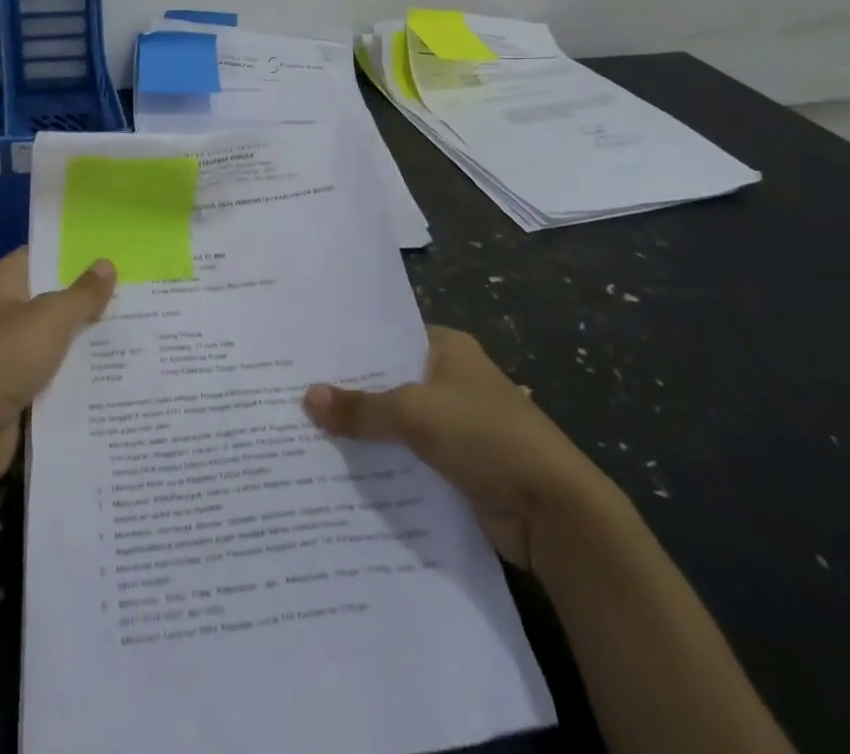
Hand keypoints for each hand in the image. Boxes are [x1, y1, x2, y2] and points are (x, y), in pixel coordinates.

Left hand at [0, 247, 114, 493]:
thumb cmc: (5, 356)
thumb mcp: (52, 317)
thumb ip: (83, 293)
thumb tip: (107, 264)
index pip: (39, 256)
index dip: (72, 254)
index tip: (110, 254)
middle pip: (49, 299)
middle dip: (86, 299)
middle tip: (131, 294)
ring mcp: (3, 355)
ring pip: (52, 339)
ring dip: (83, 340)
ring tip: (130, 331)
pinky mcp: (11, 391)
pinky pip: (50, 375)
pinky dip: (73, 375)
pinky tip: (110, 372)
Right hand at [304, 326, 620, 571]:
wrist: (554, 512)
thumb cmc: (485, 437)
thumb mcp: (415, 413)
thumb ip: (362, 408)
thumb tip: (308, 397)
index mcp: (448, 348)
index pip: (388, 338)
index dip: (351, 348)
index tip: (306, 356)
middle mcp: (452, 380)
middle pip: (390, 382)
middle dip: (351, 395)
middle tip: (295, 399)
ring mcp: (457, 425)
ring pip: (398, 424)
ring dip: (366, 435)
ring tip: (308, 437)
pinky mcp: (459, 467)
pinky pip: (411, 460)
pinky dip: (386, 466)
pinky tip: (344, 475)